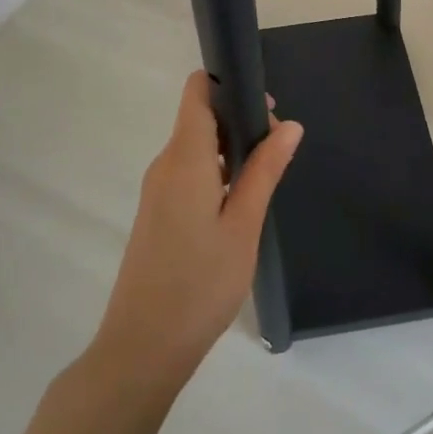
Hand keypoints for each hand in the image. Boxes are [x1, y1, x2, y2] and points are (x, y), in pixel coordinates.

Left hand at [89, 72, 302, 394]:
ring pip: (197, 146)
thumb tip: (290, 125)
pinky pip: (189, 171)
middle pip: (201, 117)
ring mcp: (157, 189)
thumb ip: (265, 170)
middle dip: (241, 120)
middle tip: (280, 149)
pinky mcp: (157, 212)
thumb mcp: (243, 226)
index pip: (198, 92)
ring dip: (232, 149)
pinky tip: (241, 202)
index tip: (266, 107)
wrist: (142, 348)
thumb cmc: (200, 285)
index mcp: (185, 159)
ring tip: (267, 177)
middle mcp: (165, 165)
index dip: (230, 85)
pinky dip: (217, 171)